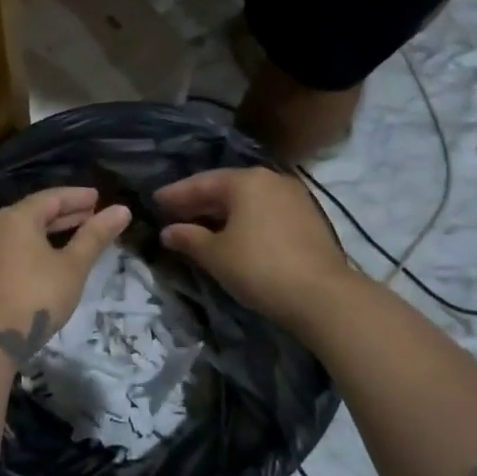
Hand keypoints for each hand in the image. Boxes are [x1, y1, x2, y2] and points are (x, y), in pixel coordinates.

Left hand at [0, 187, 131, 363]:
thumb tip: (122, 210)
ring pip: (21, 233)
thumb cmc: (36, 296)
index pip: (51, 197)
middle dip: (64, 214)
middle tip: (90, 215)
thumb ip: (95, 236)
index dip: (77, 197)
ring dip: (48, 232)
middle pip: (34, 213)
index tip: (98, 198)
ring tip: (73, 237)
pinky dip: (32, 248)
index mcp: (17, 218)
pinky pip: (10, 249)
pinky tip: (46, 261)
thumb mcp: (72, 266)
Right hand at [155, 167, 358, 326]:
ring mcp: (294, 198)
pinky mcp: (308, 219)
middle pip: (226, 187)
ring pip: (248, 200)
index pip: (202, 183)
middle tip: (173, 213)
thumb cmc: (259, 267)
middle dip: (198, 202)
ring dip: (222, 212)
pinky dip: (245, 220)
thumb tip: (168, 232)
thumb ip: (189, 239)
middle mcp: (271, 180)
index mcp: (246, 181)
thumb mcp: (216, 255)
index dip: (176, 194)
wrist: (321, 295)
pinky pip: (265, 212)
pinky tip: (233, 235)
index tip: (155, 201)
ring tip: (200, 225)